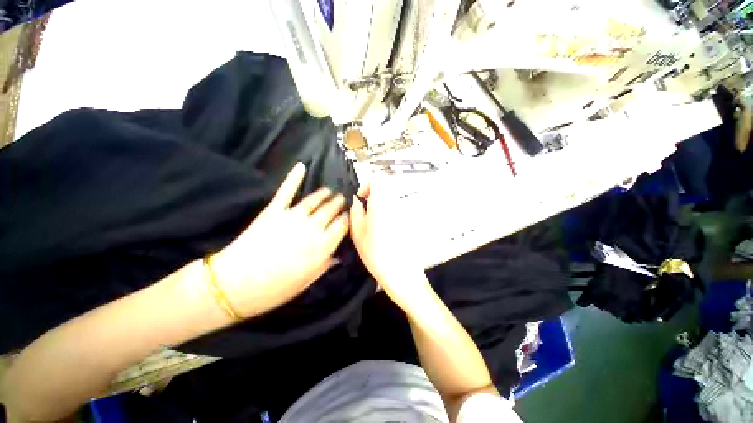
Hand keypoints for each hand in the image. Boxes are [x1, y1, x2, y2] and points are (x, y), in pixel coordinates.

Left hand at [210, 163, 348, 316]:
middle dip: (339, 204)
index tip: (347, 217)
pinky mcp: (275, 210)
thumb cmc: (275, 288)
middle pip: (331, 210)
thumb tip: (338, 255)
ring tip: (329, 191)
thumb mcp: (307, 281)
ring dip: (325, 194)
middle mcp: (312, 228)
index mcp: (322, 246)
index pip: (342, 226)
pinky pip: (287, 190)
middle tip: (342, 199)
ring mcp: (293, 217)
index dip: (347, 219)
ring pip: (315, 200)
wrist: (235, 284)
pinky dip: (294, 177)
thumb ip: (325, 265)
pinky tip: (301, 166)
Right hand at [350, 182, 430, 307]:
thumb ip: (356, 212)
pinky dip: (387, 213)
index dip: (367, 185)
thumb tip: (357, 202)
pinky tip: (383, 230)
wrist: (400, 271)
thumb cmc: (375, 252)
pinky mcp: (408, 221)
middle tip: (365, 212)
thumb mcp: (358, 232)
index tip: (361, 199)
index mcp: (381, 203)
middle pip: (385, 189)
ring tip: (372, 223)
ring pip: (390, 200)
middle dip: (372, 196)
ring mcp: (403, 213)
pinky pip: (395, 210)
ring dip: (379, 205)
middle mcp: (395, 204)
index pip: (378, 180)